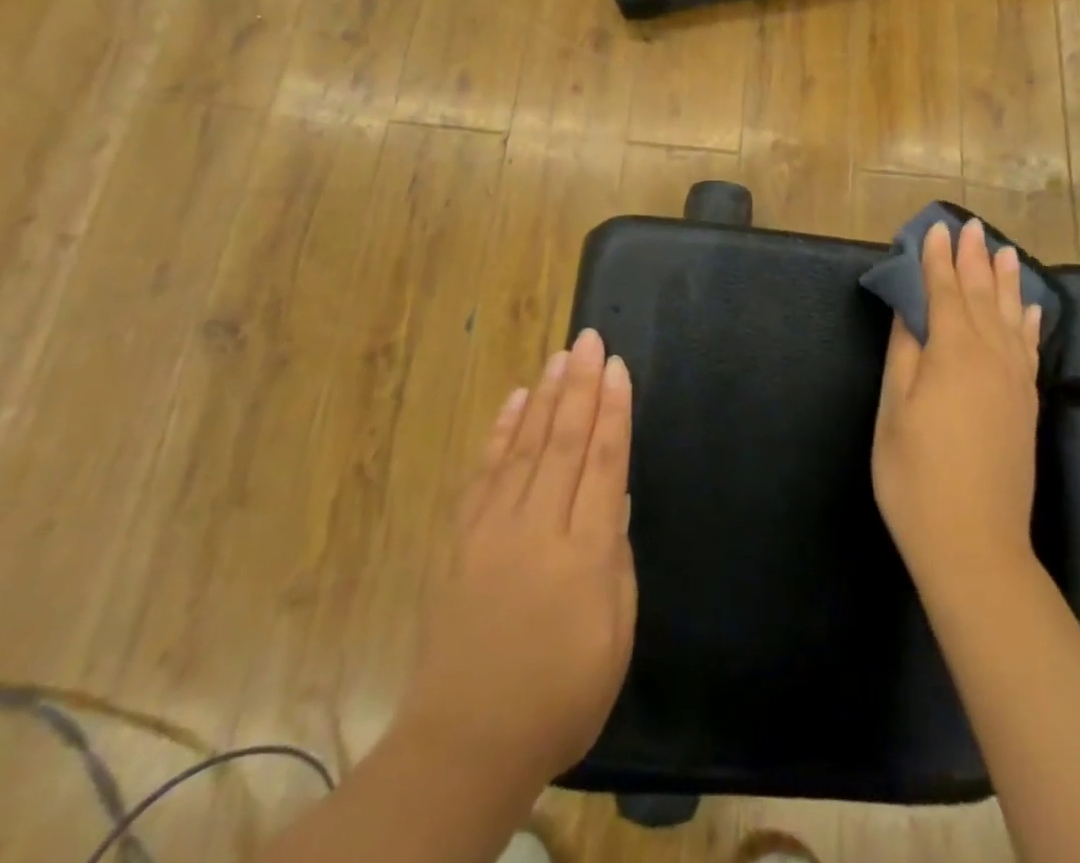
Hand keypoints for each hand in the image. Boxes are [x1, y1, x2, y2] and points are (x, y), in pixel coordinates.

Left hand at [398, 329, 636, 793]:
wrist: (466, 742)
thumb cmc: (560, 696)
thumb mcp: (615, 636)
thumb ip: (616, 560)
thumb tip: (613, 497)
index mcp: (583, 553)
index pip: (603, 463)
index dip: (613, 411)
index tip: (618, 367)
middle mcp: (537, 527)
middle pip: (563, 441)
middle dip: (580, 385)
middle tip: (589, 339)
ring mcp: (493, 529)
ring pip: (524, 446)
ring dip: (545, 396)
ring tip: (559, 356)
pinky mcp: (462, 539)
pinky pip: (484, 473)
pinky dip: (501, 432)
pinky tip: (514, 402)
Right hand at [872, 219, 1041, 597]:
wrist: (974, 545)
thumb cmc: (917, 476)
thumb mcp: (895, 411)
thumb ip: (904, 353)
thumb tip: (909, 309)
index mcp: (954, 355)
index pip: (946, 293)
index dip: (937, 260)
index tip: (935, 229)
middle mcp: (991, 358)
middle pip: (982, 297)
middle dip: (973, 260)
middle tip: (971, 226)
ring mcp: (1015, 383)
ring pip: (1011, 318)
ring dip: (1006, 282)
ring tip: (1005, 252)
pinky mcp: (1027, 406)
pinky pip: (1029, 349)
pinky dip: (1029, 323)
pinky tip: (1030, 310)